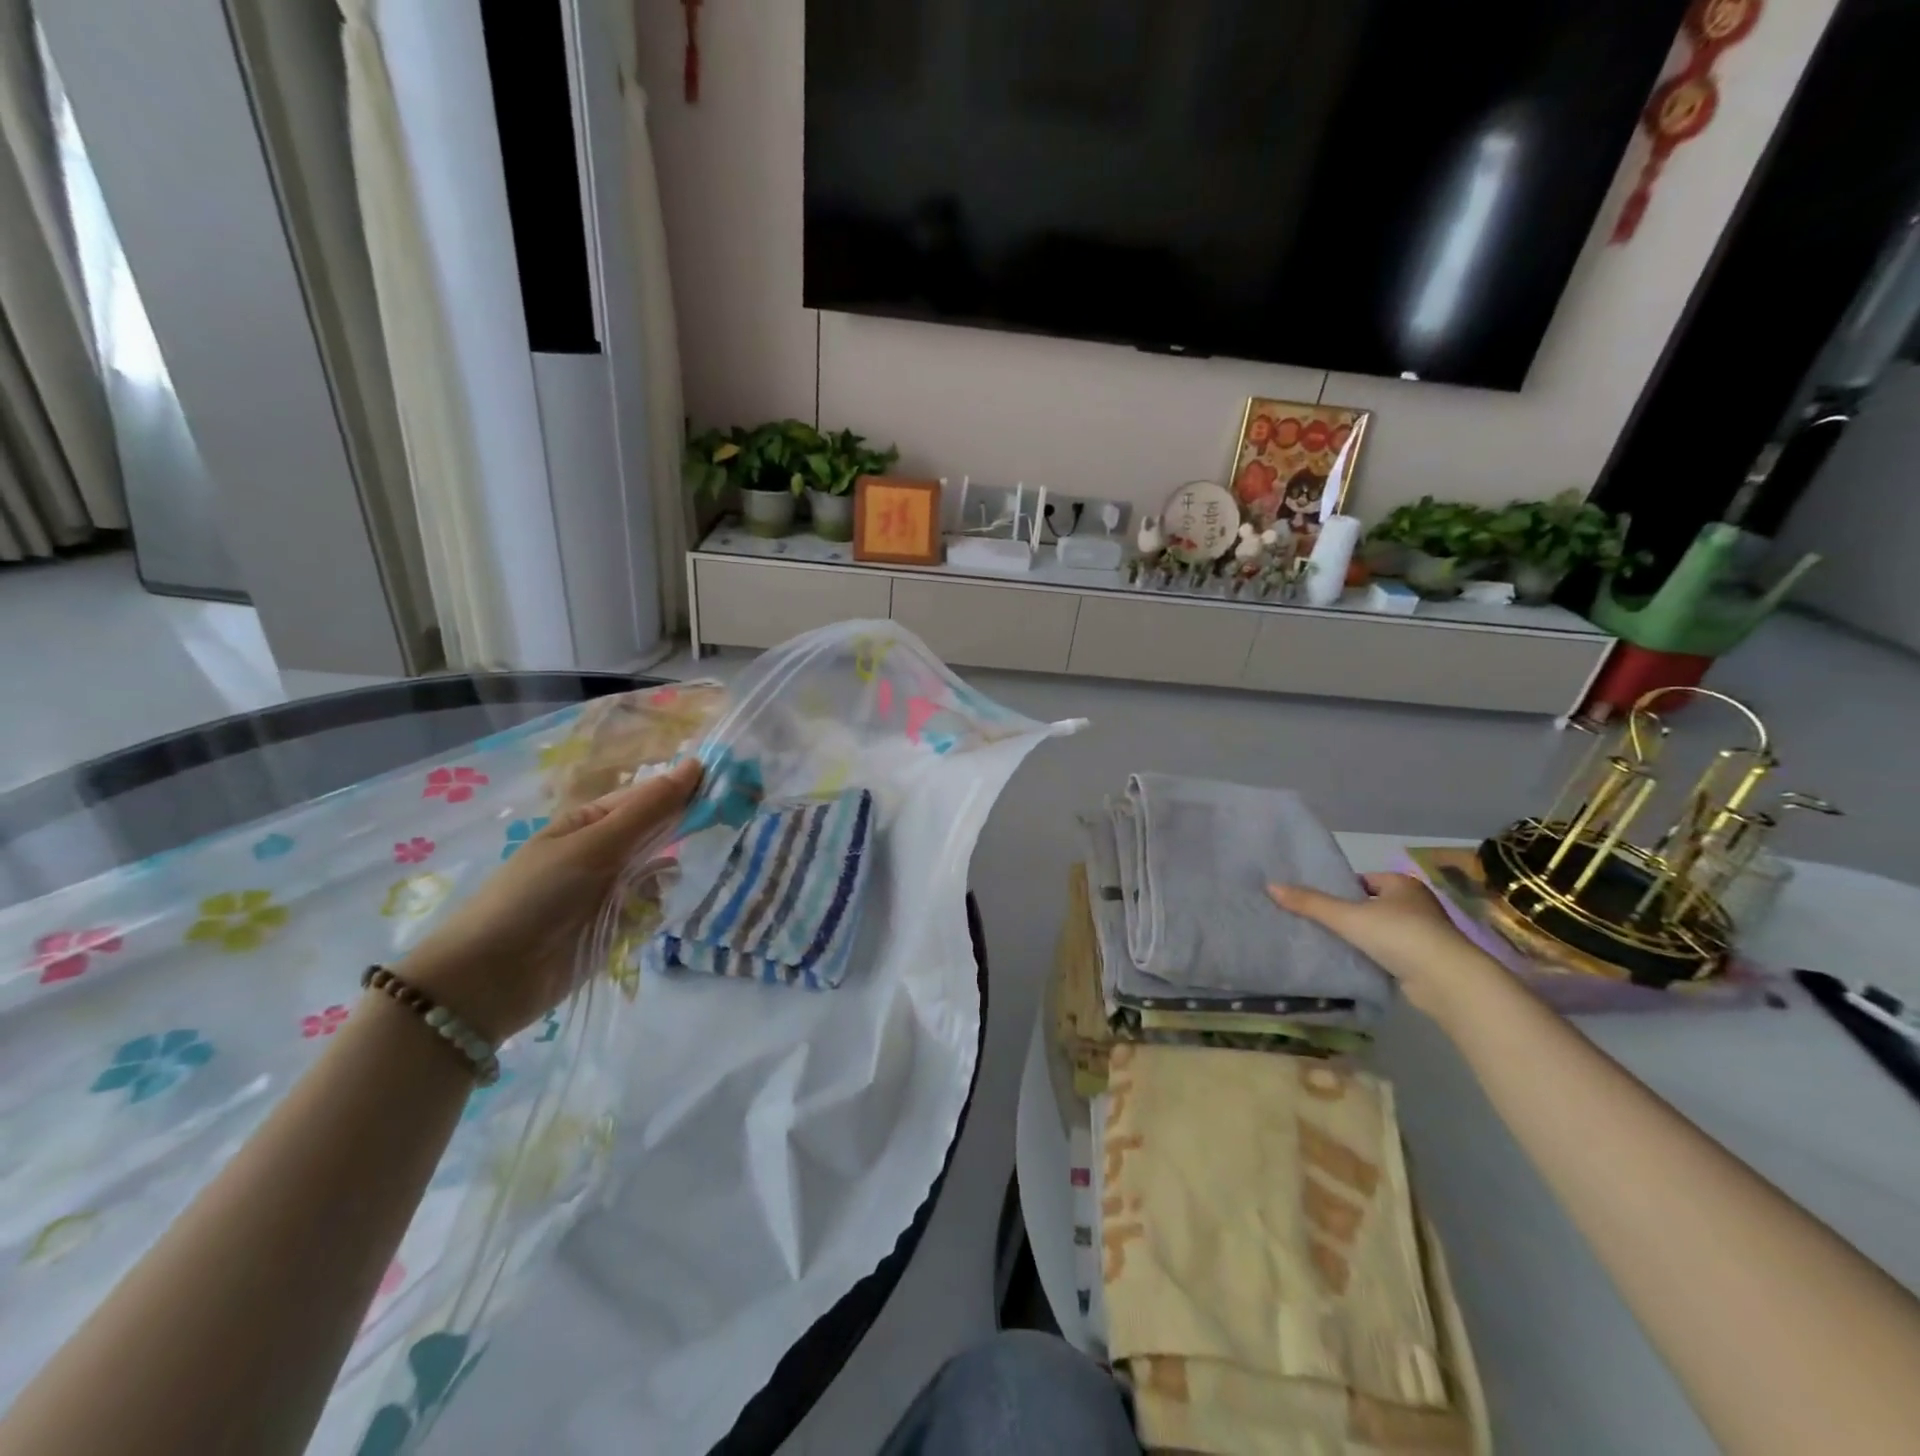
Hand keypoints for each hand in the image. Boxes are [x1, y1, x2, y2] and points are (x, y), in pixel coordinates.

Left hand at [398, 758, 701, 1040]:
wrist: (490, 979)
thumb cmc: (537, 896)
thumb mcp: (594, 845)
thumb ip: (648, 810)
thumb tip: (696, 764)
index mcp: (589, 822)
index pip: (647, 796)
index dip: (683, 789)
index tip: (729, 788)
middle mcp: (601, 851)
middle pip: (656, 832)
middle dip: (681, 831)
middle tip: (720, 830)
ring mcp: (609, 890)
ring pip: (660, 871)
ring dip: (666, 876)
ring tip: (662, 885)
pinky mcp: (615, 926)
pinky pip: (651, 907)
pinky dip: (654, 909)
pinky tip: (645, 916)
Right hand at [1267, 872, 1489, 1015]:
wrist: (1447, 981)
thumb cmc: (1399, 935)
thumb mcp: (1348, 916)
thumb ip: (1310, 903)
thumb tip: (1270, 886)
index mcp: (1401, 884)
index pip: (1362, 881)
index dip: (1339, 890)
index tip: (1316, 903)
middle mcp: (1416, 904)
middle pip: (1370, 905)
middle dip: (1348, 915)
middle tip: (1316, 923)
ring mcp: (1423, 934)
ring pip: (1380, 931)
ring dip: (1361, 938)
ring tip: (1329, 944)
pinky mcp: (1424, 961)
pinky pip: (1389, 953)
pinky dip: (1373, 957)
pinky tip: (1353, 963)